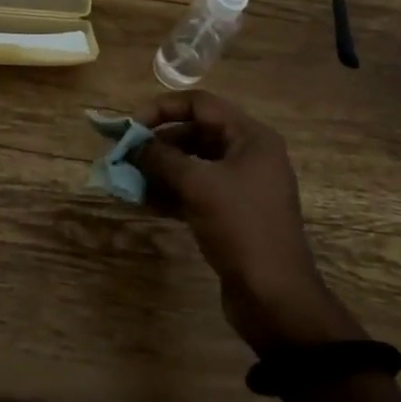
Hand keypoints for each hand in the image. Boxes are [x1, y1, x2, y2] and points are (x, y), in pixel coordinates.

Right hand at [136, 90, 361, 352]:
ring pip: (193, 164)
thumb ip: (163, 158)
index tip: (131, 126)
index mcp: (250, 137)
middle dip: (158, 143)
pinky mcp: (231, 213)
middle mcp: (248, 154)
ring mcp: (241, 185)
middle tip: (125, 156)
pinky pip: (196, 190)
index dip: (162, 109)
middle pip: (195, 132)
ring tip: (128, 179)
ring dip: (160, 169)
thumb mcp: (199, 185)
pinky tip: (144, 201)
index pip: (200, 104)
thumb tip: (135, 145)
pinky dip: (171, 192)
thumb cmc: (241, 228)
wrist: (275, 296)